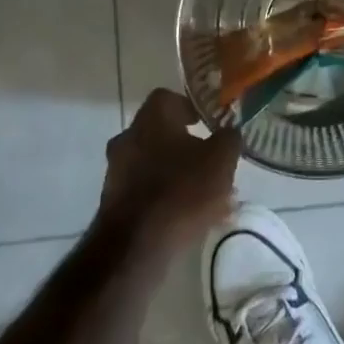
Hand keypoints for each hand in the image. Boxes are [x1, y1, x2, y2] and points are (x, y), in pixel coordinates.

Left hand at [98, 89, 241, 247]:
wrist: (137, 246)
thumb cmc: (183, 190)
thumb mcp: (222, 159)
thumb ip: (229, 138)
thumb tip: (229, 130)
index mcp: (151, 119)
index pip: (167, 98)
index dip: (189, 107)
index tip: (206, 122)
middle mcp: (128, 138)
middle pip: (159, 132)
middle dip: (185, 144)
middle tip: (209, 160)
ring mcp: (116, 171)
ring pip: (153, 164)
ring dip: (177, 173)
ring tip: (206, 196)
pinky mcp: (113, 202)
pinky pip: (146, 190)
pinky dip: (165, 197)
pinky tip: (189, 216)